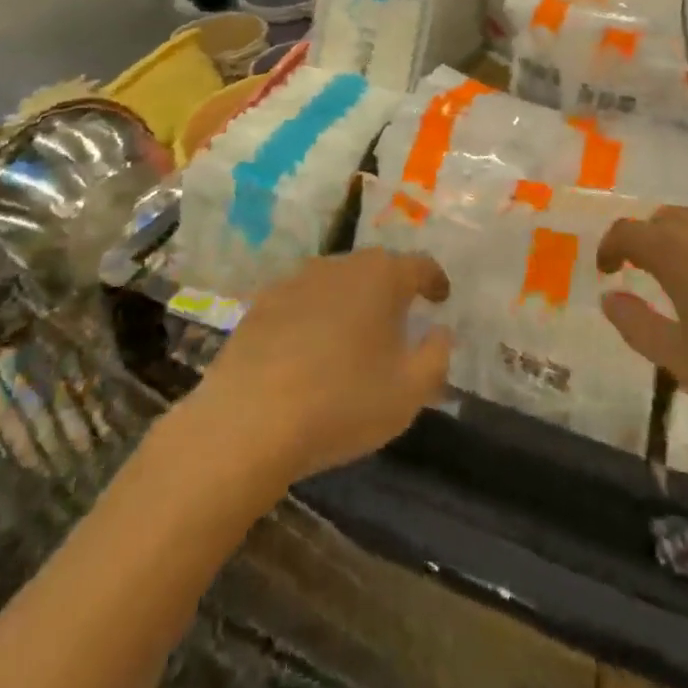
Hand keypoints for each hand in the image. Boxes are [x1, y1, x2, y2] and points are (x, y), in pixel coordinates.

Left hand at [194, 250, 453, 482]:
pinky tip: (308, 350)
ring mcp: (296, 280)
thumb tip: (440, 332)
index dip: (434, 281)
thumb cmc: (342, 402)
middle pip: (376, 269)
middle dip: (391, 290)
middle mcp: (340, 265)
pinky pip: (301, 302)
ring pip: (336, 282)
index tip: (441, 298)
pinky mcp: (260, 303)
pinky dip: (313, 317)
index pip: (420, 265)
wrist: (247, 422)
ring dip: (350, 302)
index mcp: (382, 277)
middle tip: (398, 322)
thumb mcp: (409, 392)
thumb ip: (436, 356)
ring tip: (352, 337)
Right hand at [597, 206, 687, 426]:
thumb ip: (636, 326)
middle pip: (664, 220)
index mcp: (676, 251)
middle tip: (648, 277)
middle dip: (648, 242)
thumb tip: (609, 299)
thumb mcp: (681, 360)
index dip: (610, 248)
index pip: (627, 232)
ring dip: (686, 243)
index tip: (608, 271)